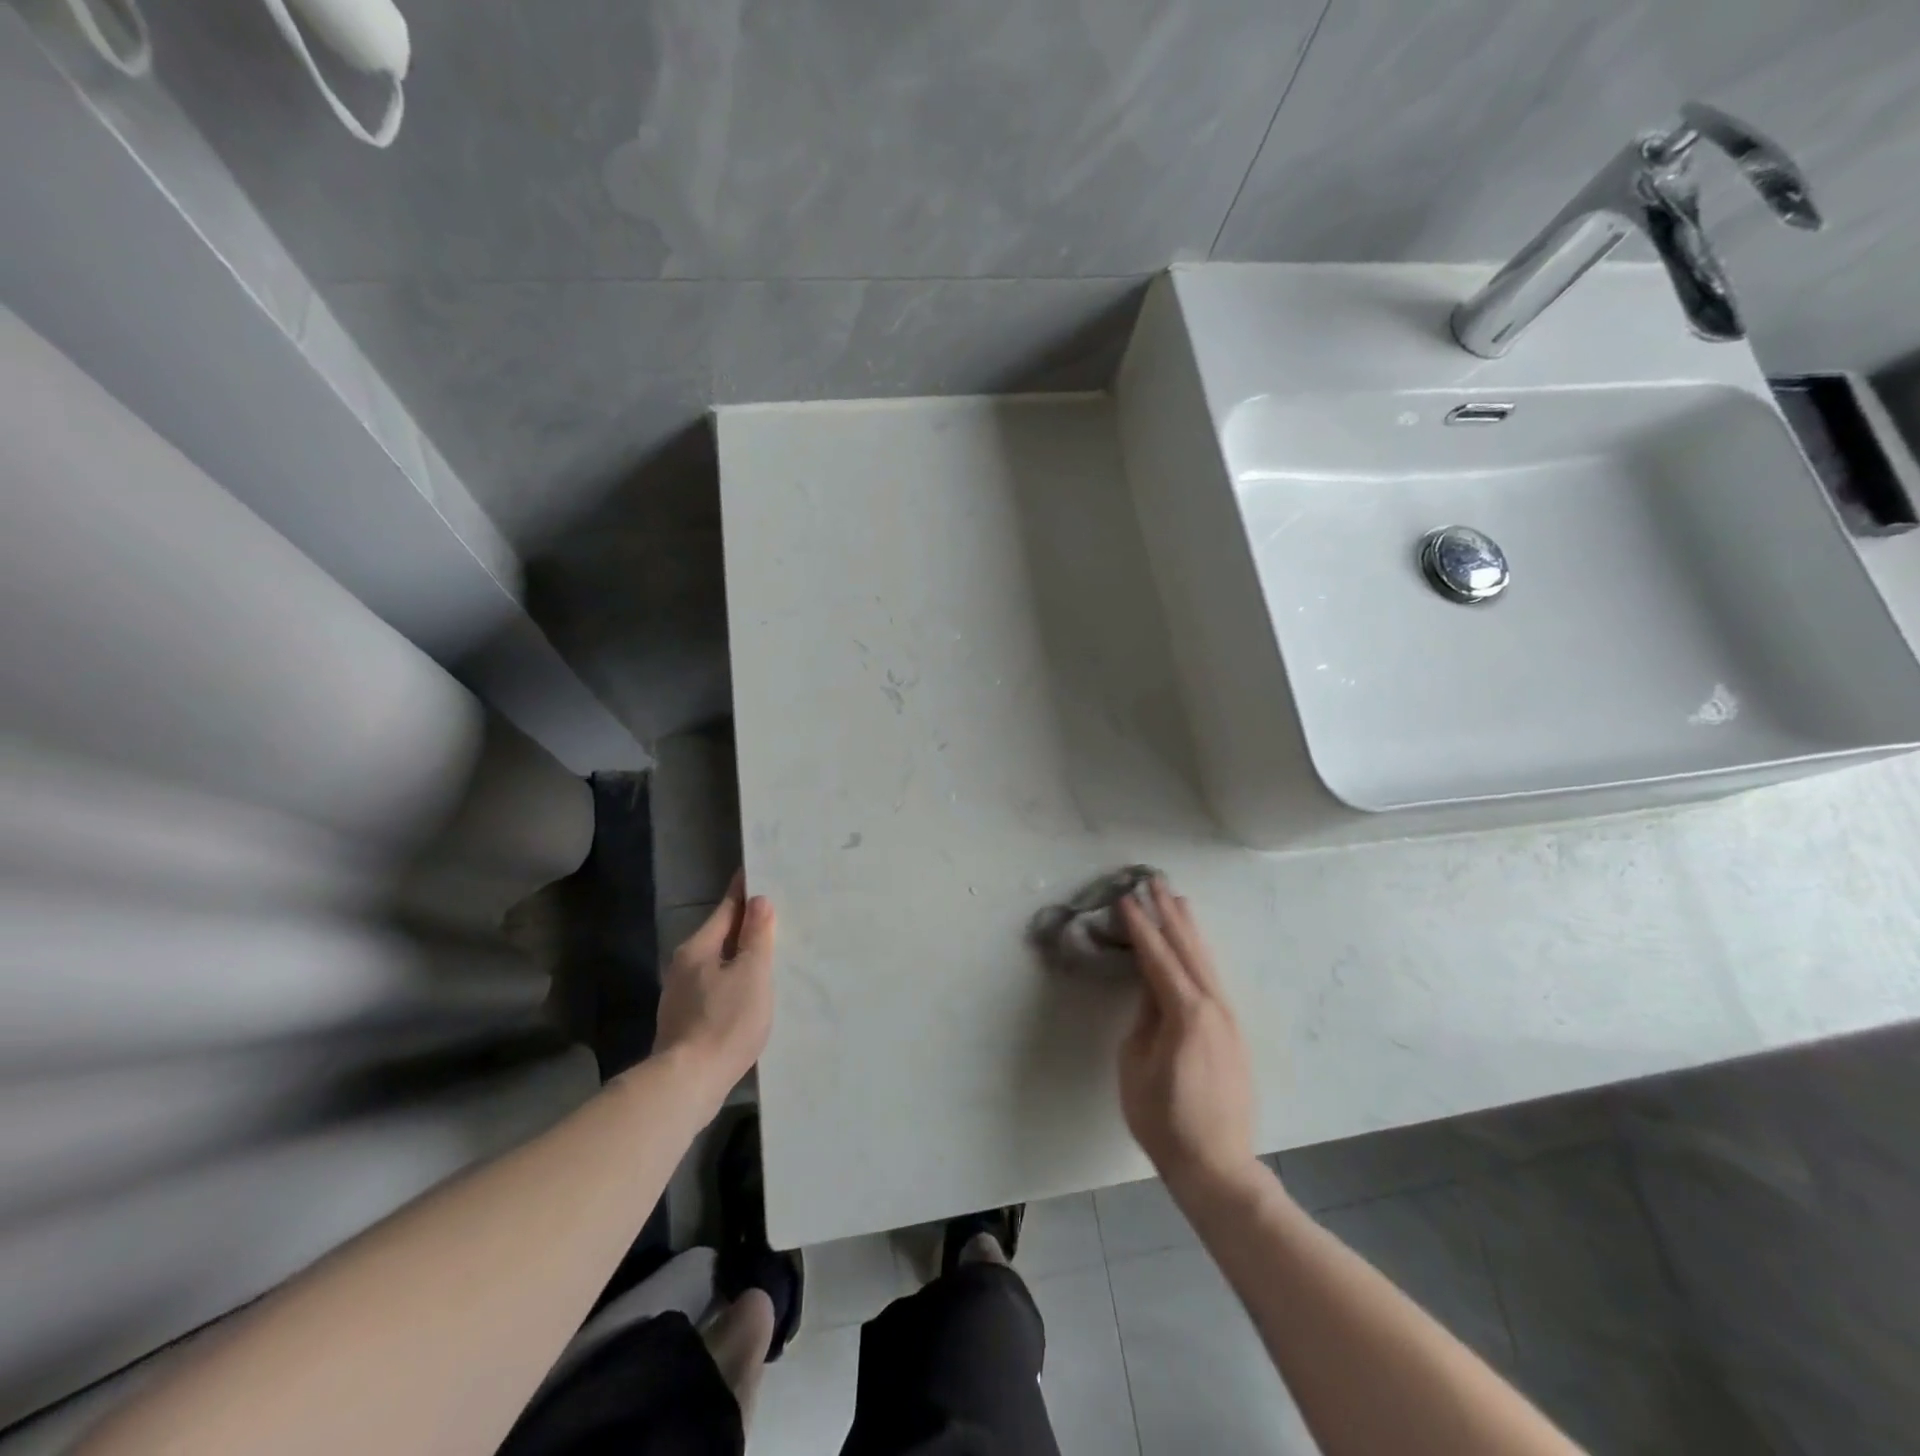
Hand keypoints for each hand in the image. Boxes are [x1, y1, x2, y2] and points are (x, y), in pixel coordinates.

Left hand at [653, 871, 775, 1104]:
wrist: (687, 1084)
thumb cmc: (724, 1021)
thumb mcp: (751, 974)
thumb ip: (756, 937)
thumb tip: (758, 901)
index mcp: (699, 948)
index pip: (726, 908)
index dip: (744, 891)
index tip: (758, 872)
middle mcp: (684, 966)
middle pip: (720, 936)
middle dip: (745, 926)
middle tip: (776, 915)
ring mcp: (681, 996)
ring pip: (718, 964)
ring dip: (740, 957)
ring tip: (769, 954)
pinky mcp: (685, 1022)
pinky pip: (715, 989)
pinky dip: (733, 983)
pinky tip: (749, 995)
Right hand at [1117, 880, 1257, 1198]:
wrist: (1216, 1165)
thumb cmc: (1163, 1120)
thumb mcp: (1135, 1065)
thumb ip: (1144, 1019)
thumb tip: (1151, 989)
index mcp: (1185, 1013)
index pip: (1157, 958)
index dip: (1140, 927)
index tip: (1125, 898)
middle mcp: (1213, 1007)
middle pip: (1187, 949)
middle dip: (1169, 914)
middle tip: (1154, 882)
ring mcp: (1228, 1018)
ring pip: (1205, 961)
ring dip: (1189, 929)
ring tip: (1178, 900)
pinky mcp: (1233, 1032)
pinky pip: (1213, 979)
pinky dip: (1200, 955)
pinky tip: (1195, 947)